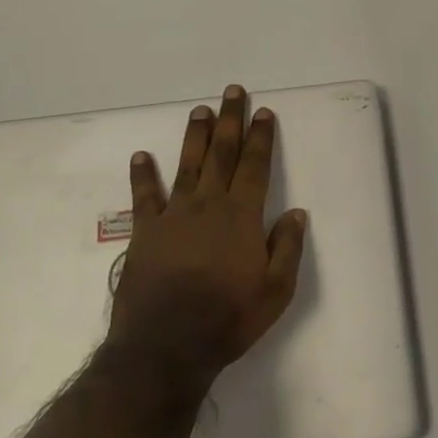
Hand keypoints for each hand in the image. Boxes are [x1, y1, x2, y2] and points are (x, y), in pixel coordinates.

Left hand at [108, 85, 308, 389]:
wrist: (166, 345)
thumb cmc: (227, 319)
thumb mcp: (275, 291)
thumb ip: (287, 248)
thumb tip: (296, 213)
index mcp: (242, 216)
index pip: (255, 166)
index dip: (261, 137)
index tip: (264, 112)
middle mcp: (209, 204)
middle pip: (222, 154)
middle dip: (230, 121)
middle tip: (232, 92)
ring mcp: (174, 215)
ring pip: (187, 165)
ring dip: (195, 136)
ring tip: (199, 110)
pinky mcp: (146, 232)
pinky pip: (144, 196)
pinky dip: (142, 175)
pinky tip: (141, 155)